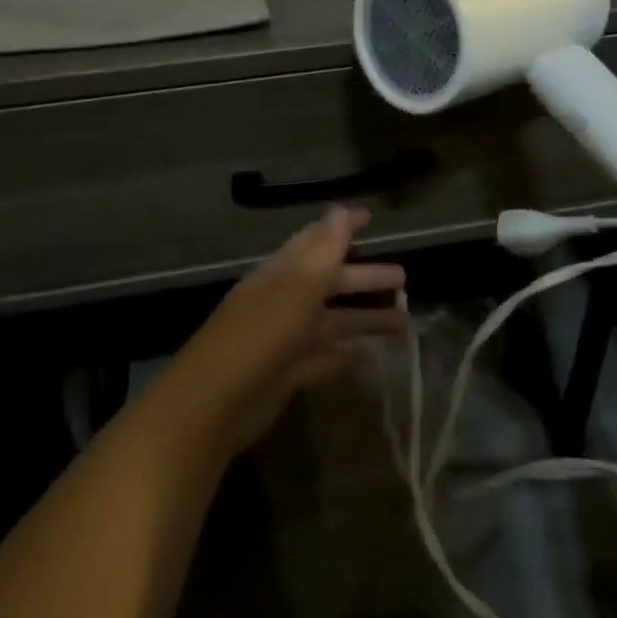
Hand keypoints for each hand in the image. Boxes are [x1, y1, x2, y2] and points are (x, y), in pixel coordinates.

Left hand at [157, 207, 405, 456]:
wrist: (212, 406)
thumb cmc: (257, 339)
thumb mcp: (294, 292)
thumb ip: (321, 255)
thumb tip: (341, 211)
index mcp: (280, 276)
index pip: (315, 242)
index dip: (342, 228)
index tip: (372, 218)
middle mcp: (281, 302)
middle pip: (329, 284)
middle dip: (364, 279)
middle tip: (404, 279)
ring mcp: (282, 341)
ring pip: (330, 323)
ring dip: (363, 319)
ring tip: (403, 323)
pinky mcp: (284, 375)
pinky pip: (320, 360)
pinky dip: (343, 357)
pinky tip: (368, 358)